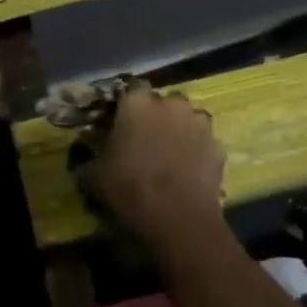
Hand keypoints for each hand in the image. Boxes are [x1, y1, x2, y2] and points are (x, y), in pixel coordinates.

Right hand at [80, 85, 224, 241]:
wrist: (177, 219)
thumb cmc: (129, 189)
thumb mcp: (94, 177)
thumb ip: (90, 159)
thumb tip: (87, 159)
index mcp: (137, 104)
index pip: (132, 87)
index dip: (128, 104)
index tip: (122, 120)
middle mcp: (171, 105)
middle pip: (164, 102)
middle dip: (158, 116)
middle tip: (147, 140)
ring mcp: (199, 124)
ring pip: (188, 120)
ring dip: (180, 131)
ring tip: (171, 156)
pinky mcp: (219, 147)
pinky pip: (204, 143)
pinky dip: (198, 152)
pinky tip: (189, 172)